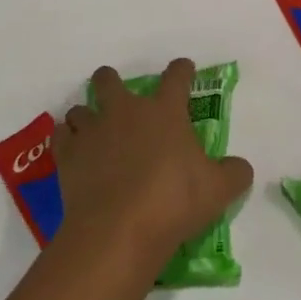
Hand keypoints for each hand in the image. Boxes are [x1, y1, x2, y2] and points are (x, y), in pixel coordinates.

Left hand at [53, 60, 252, 269]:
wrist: (119, 230)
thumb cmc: (175, 201)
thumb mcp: (220, 189)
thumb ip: (234, 172)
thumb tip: (239, 167)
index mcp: (165, 111)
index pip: (176, 77)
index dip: (182, 70)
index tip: (184, 69)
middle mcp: (126, 112)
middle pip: (109, 80)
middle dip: (112, 82)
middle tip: (120, 97)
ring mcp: (92, 132)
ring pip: (81, 110)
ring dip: (88, 117)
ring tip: (95, 133)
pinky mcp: (67, 157)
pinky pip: (61, 137)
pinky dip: (67, 141)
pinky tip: (75, 154)